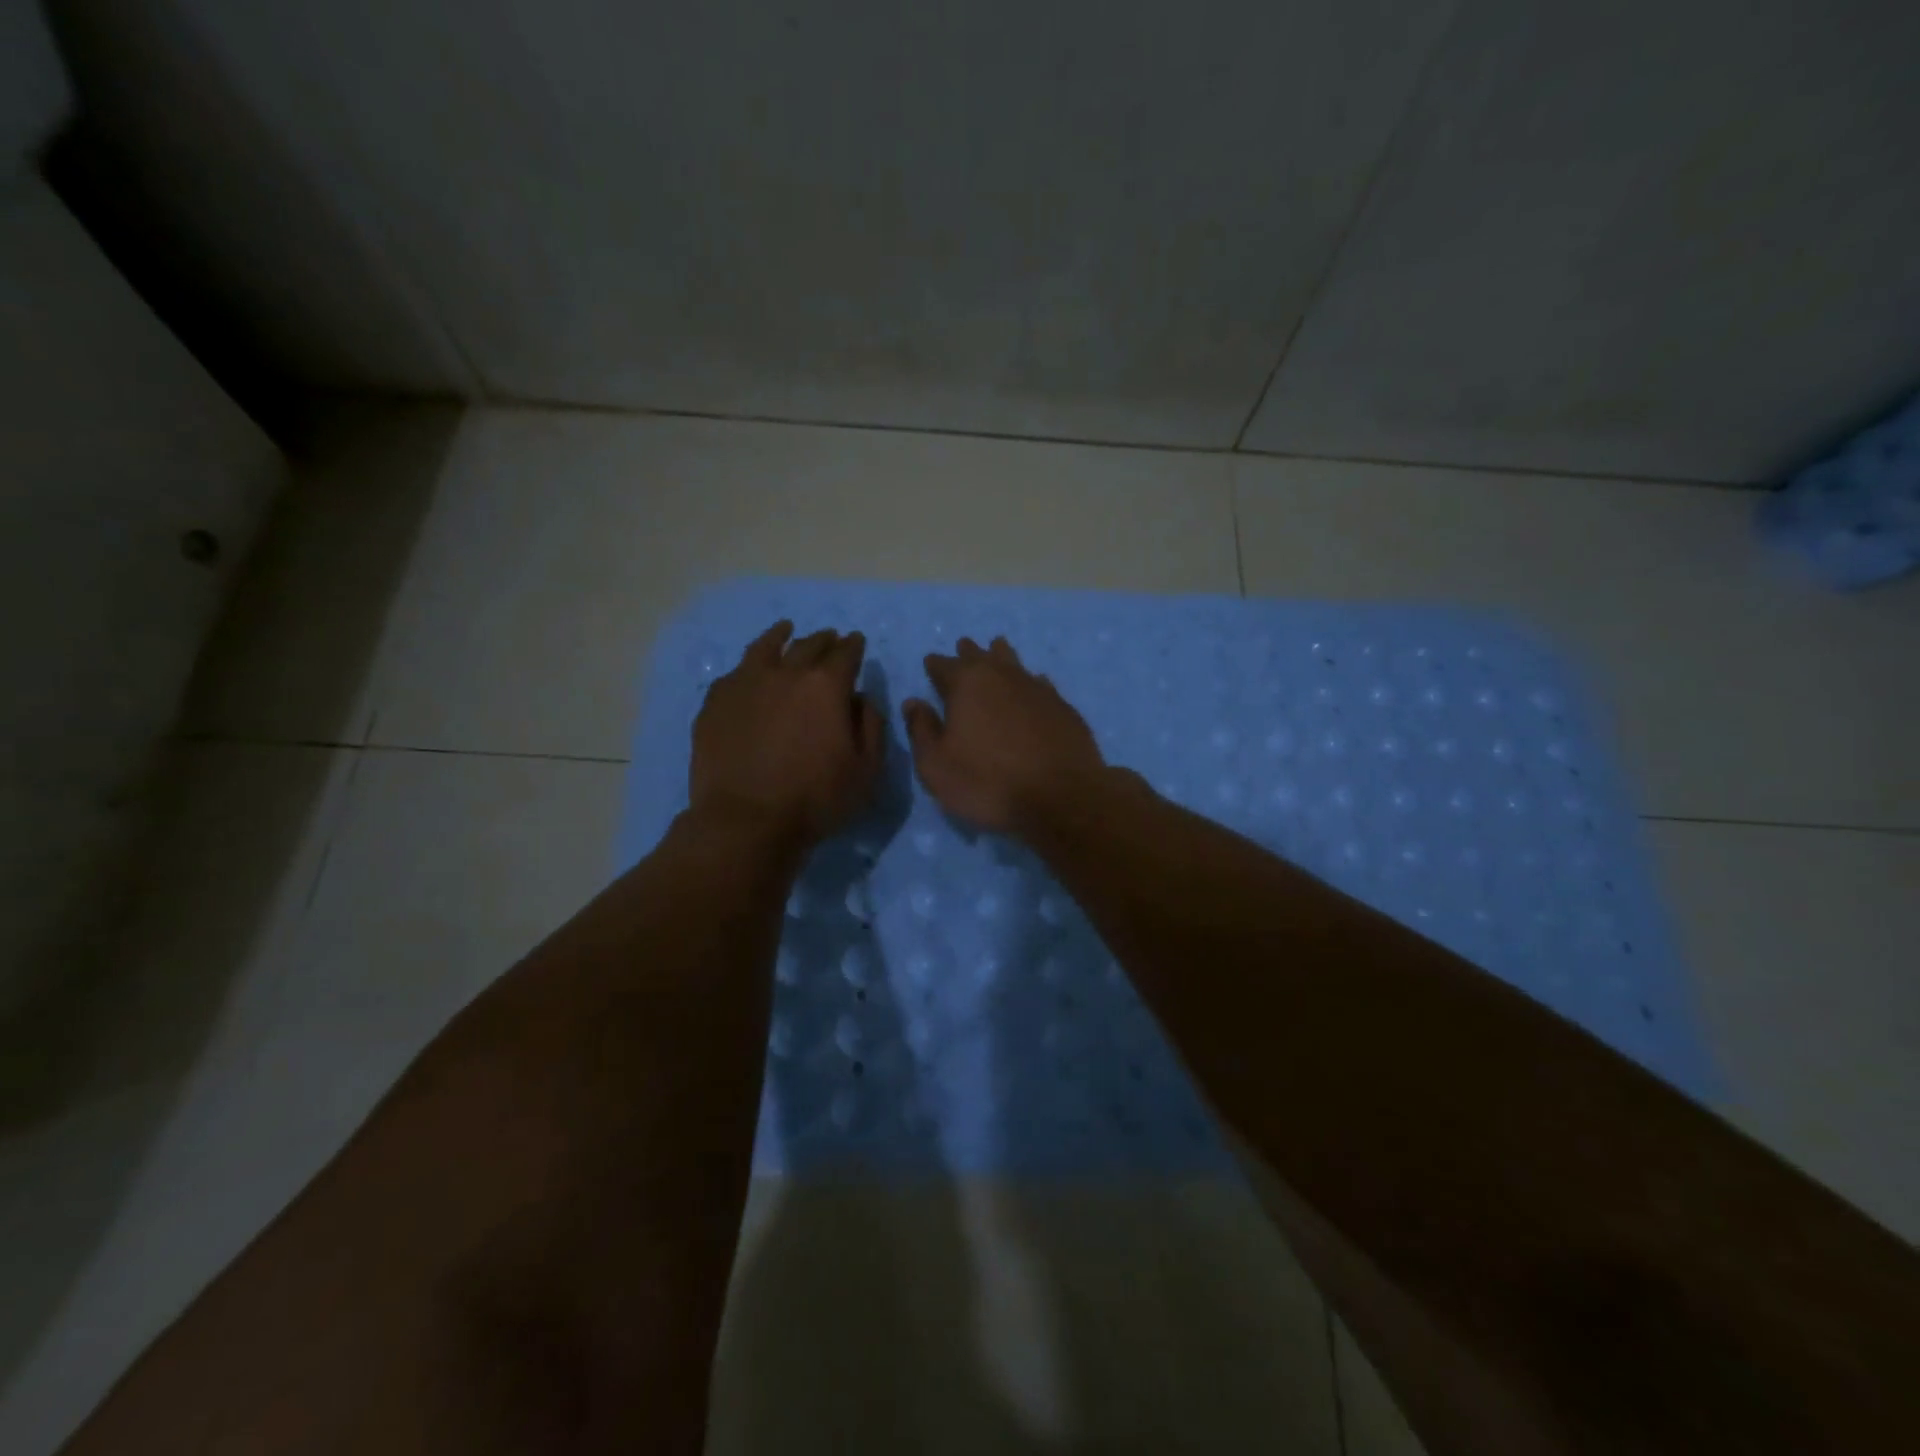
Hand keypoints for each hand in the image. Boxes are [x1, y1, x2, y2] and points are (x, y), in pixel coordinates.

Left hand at [691, 622, 883, 845]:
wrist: (745, 821)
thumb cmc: (815, 799)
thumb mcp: (866, 770)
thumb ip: (871, 726)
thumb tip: (861, 698)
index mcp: (826, 686)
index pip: (846, 653)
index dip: (854, 646)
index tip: (856, 641)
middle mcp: (785, 673)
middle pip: (808, 645)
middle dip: (824, 639)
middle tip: (830, 638)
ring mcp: (745, 684)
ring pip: (765, 648)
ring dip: (780, 636)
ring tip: (785, 630)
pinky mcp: (715, 703)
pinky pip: (735, 673)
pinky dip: (749, 666)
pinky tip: (749, 671)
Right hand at [902, 636, 1106, 832]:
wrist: (1061, 797)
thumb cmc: (988, 782)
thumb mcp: (937, 766)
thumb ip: (921, 730)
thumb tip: (913, 702)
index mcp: (967, 683)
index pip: (943, 665)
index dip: (934, 665)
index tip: (930, 665)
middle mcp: (1002, 675)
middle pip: (981, 655)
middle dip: (968, 653)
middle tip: (963, 650)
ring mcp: (1037, 688)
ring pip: (1013, 662)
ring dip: (1001, 657)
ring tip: (996, 651)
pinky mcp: (1062, 706)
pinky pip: (1039, 683)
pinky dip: (1029, 682)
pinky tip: (1032, 686)